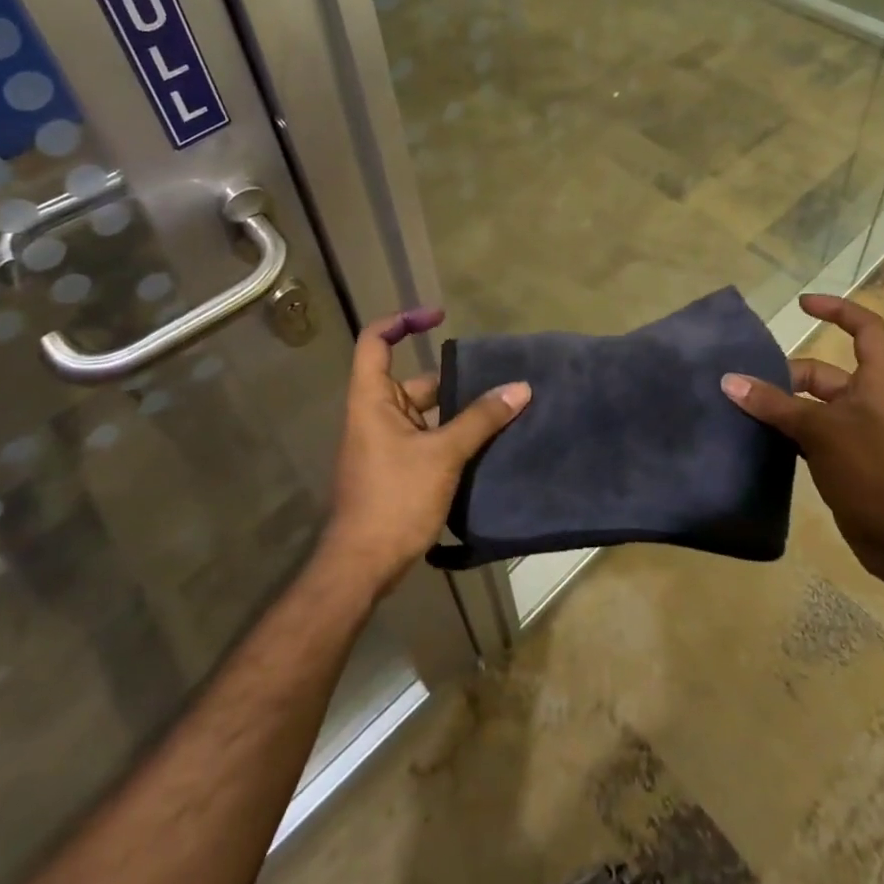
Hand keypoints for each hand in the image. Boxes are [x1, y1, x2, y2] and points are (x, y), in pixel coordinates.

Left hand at [321, 308, 530, 596]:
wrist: (362, 566)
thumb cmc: (395, 498)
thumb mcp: (443, 454)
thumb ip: (481, 419)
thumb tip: (520, 387)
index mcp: (373, 399)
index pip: (376, 342)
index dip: (403, 321)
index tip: (439, 317)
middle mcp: (376, 414)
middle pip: (415, 380)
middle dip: (454, 378)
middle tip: (498, 377)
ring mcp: (386, 443)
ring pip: (427, 412)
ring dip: (459, 411)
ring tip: (504, 407)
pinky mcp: (398, 468)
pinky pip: (428, 437)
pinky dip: (454, 435)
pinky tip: (488, 442)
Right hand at [721, 293, 883, 583]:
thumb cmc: (872, 471)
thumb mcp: (820, 431)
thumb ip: (774, 405)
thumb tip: (729, 382)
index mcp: (878, 381)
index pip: (866, 328)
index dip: (837, 310)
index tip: (801, 305)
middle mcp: (870, 400)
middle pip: (824, 371)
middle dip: (786, 376)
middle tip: (746, 386)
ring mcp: (859, 431)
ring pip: (813, 405)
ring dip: (781, 406)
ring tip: (742, 409)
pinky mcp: (847, 458)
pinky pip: (811, 433)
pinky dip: (787, 432)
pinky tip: (758, 439)